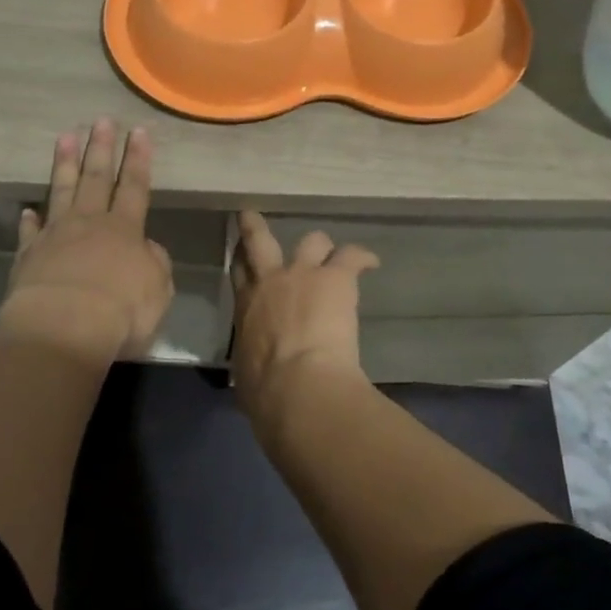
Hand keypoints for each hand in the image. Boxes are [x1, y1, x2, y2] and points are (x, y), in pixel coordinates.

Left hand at [5, 120, 173, 358]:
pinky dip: (30, 220)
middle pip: (97, 178)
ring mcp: (55, 236)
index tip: (139, 131)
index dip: (138, 159)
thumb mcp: (157, 290)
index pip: (135, 186)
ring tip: (65, 137)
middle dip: (101, 148)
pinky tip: (28, 209)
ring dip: (64, 164)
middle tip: (101, 121)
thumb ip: (155, 264)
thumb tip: (146, 250)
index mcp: (125, 230)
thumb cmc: (121, 310)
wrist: (63, 327)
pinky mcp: (28, 256)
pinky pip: (30, 232)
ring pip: (61, 192)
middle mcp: (89, 223)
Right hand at [230, 210, 378, 421]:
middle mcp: (270, 282)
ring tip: (333, 256)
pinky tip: (371, 262)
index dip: (240, 259)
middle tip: (252, 216)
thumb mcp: (246, 376)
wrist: (298, 387)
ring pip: (311, 240)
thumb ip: (251, 362)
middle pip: (259, 241)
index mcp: (246, 309)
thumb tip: (257, 372)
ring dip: (321, 247)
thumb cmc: (266, 393)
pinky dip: (362, 257)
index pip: (238, 273)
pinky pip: (351, 255)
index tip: (241, 252)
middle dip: (255, 226)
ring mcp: (303, 275)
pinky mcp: (335, 279)